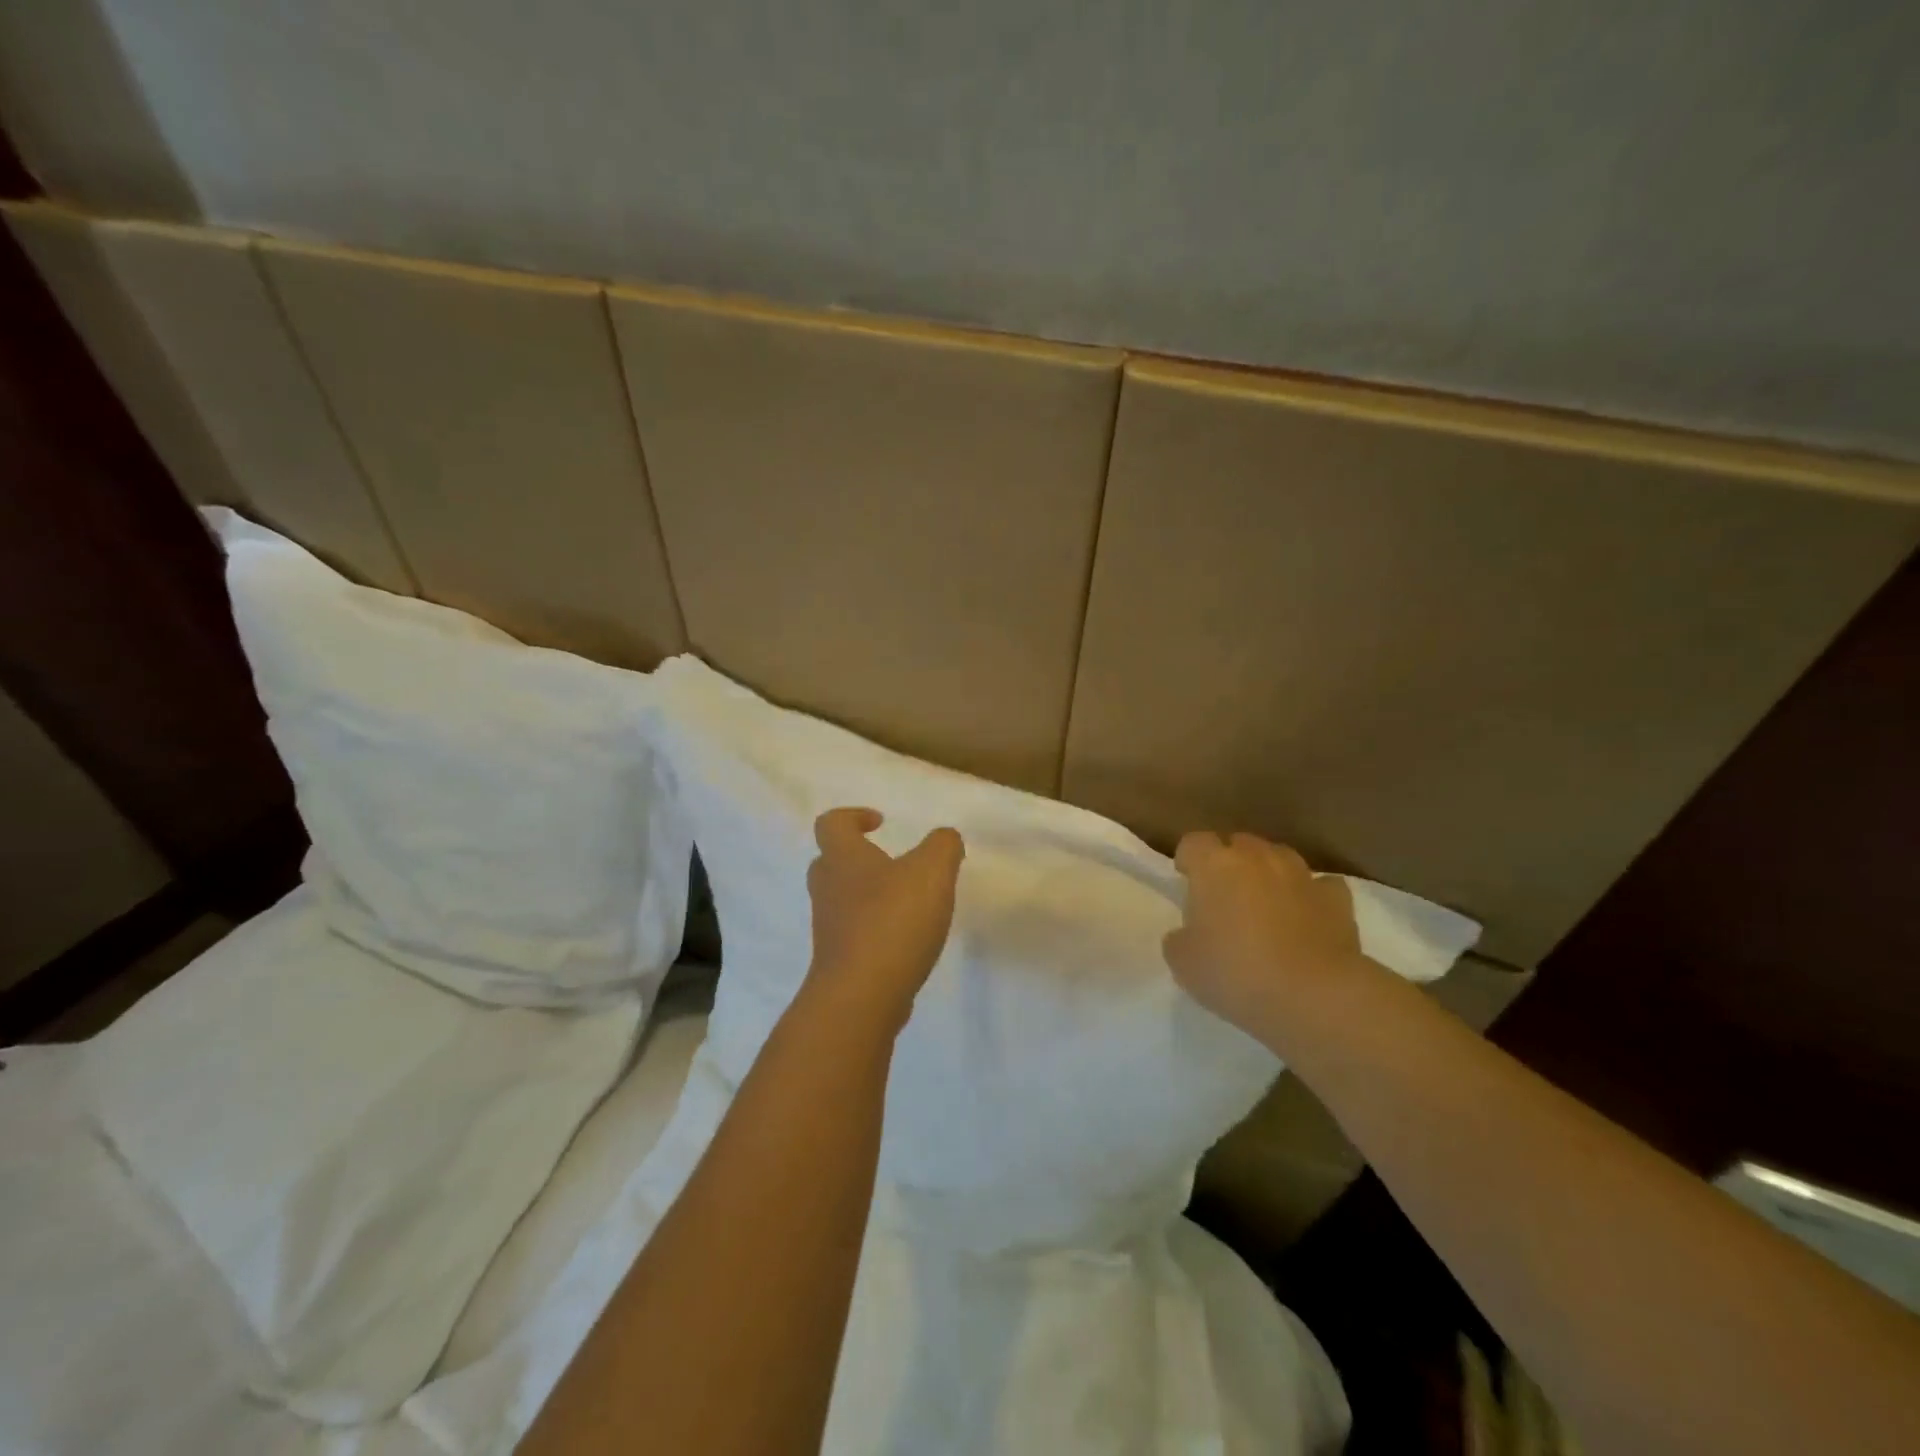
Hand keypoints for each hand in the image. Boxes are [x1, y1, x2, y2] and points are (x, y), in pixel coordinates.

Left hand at [805, 807, 964, 1030]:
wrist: (861, 996)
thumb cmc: (893, 921)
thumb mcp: (932, 871)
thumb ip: (943, 846)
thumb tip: (945, 839)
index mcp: (843, 858)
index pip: (831, 823)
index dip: (853, 816)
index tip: (880, 823)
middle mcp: (827, 890)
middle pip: (830, 862)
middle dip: (858, 858)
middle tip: (890, 863)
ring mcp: (828, 929)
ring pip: (842, 900)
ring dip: (869, 897)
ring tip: (908, 904)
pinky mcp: (838, 963)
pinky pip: (853, 935)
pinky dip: (874, 931)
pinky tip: (906, 941)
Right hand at [1162, 831, 1361, 1036]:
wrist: (1314, 996)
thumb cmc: (1235, 973)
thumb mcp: (1183, 963)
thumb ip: (1179, 938)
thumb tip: (1189, 933)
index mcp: (1214, 865)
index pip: (1193, 842)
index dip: (1188, 859)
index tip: (1186, 881)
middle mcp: (1257, 858)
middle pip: (1238, 843)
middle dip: (1229, 862)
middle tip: (1224, 897)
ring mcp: (1301, 875)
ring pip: (1279, 857)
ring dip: (1269, 874)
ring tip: (1266, 905)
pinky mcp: (1337, 899)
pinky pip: (1319, 886)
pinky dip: (1310, 896)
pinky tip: (1307, 918)